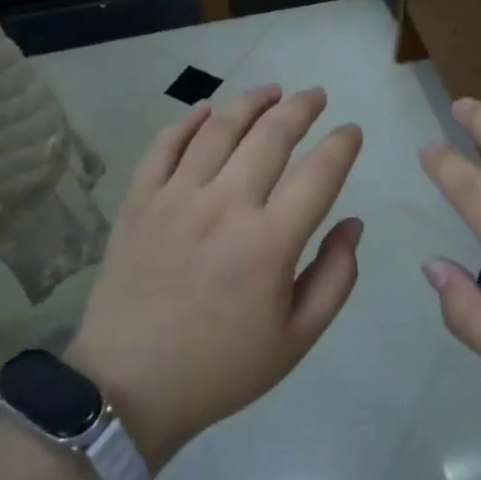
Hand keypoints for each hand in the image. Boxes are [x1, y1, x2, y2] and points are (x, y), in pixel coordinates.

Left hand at [66, 85, 362, 467]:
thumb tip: (353, 223)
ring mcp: (175, 198)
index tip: (352, 131)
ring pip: (219, 128)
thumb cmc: (221, 368)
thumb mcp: (296, 339)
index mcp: (269, 243)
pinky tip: (207, 109)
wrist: (127, 388)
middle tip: (317, 96)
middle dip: (301, 108)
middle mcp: (224, 206)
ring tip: (272, 91)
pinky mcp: (139, 200)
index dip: (342, 144)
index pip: (319, 172)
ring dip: (251, 102)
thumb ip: (335, 277)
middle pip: (271, 135)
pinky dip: (188, 121)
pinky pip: (165, 145)